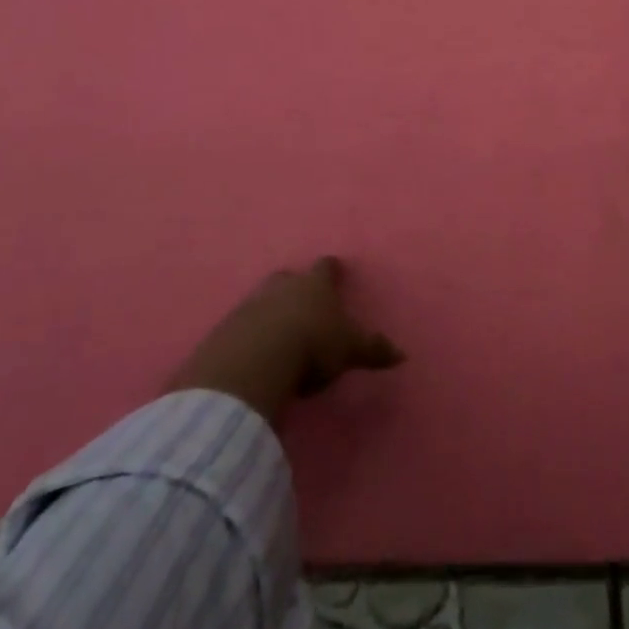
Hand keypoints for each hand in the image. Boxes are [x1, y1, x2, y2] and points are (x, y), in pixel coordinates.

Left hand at [167, 258, 403, 422]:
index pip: (326, 267)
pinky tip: (253, 353)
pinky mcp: (225, 329)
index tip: (335, 270)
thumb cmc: (312, 346)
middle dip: (294, 286)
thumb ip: (373, 350)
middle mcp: (283, 286)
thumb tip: (403, 354)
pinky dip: (248, 334)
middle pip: (288, 278)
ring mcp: (251, 304)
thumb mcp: (350, 350)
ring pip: (263, 299)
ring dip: (269, 310)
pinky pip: (241, 326)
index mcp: (316, 285)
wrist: (255, 361)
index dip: (331, 270)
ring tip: (277, 332)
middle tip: (301, 300)